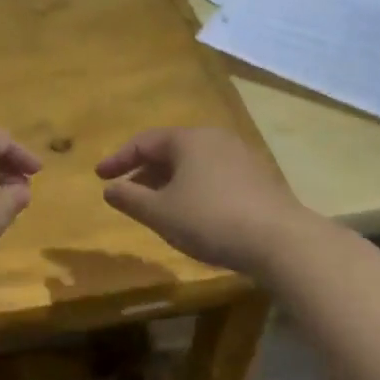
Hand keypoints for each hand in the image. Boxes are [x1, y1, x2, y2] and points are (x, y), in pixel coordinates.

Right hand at [96, 127, 308, 274]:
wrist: (279, 240)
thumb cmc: (210, 220)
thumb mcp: (160, 213)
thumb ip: (129, 199)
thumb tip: (109, 189)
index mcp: (189, 139)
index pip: (144, 141)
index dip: (118, 159)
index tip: (100, 177)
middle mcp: (216, 139)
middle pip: (170, 150)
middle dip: (144, 171)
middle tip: (126, 193)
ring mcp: (241, 157)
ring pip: (193, 164)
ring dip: (168, 182)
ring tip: (155, 206)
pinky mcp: (257, 179)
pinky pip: (213, 176)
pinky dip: (192, 189)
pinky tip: (190, 213)